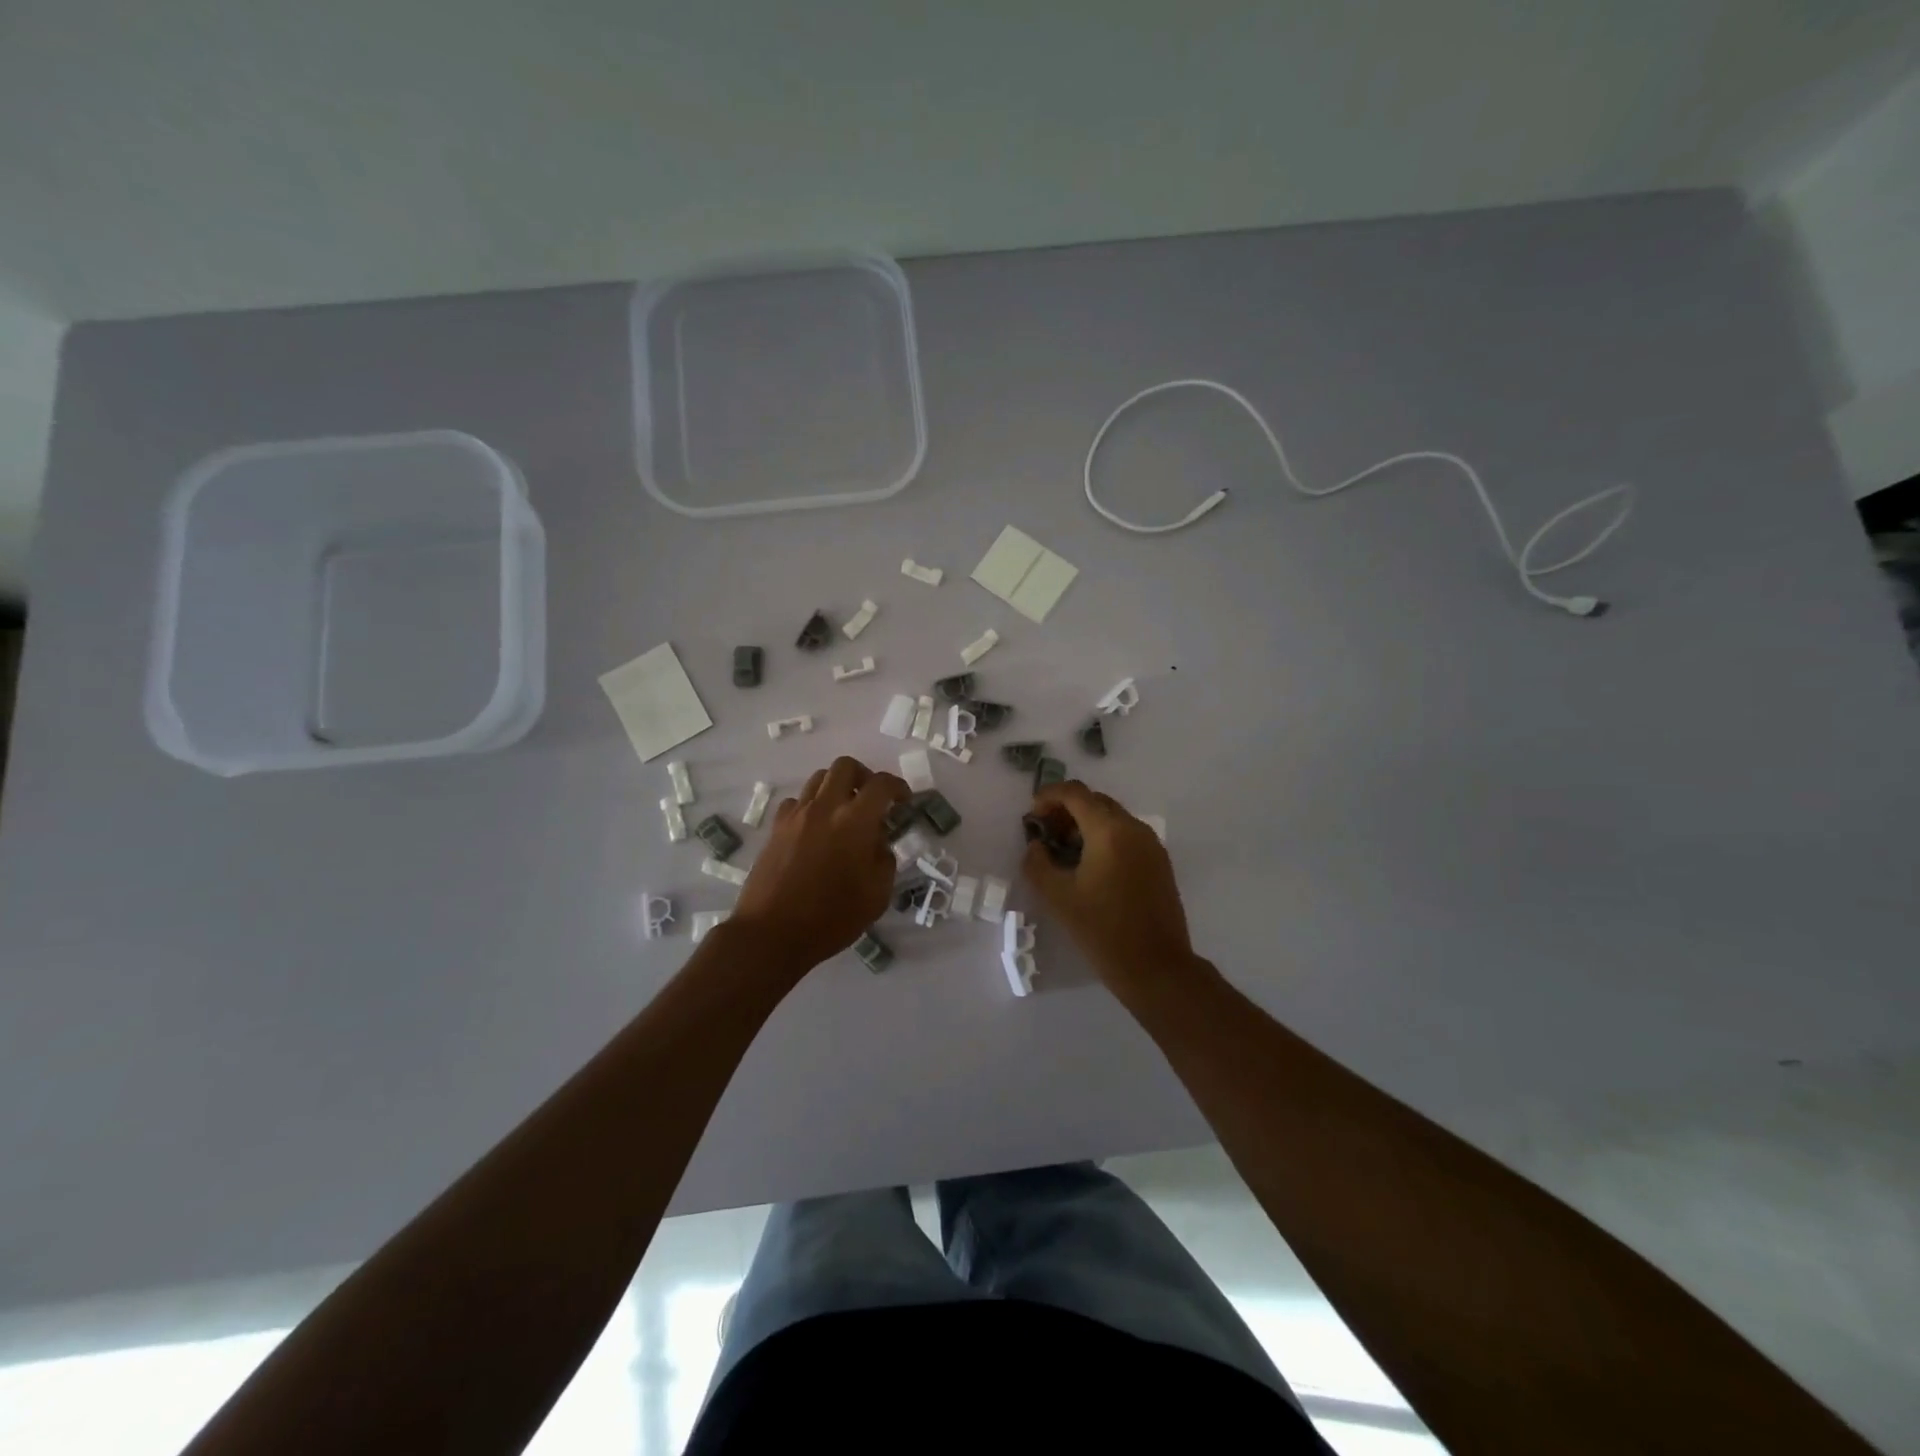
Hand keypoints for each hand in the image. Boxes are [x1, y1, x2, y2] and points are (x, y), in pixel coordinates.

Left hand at [732, 756, 907, 972]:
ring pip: (819, 779)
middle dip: (864, 776)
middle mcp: (825, 807)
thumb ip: (884, 860)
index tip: (904, 801)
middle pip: (845, 766)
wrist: (772, 933)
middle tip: (872, 799)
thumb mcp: (877, 895)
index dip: (898, 787)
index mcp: (855, 821)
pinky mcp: (776, 828)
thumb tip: (878, 842)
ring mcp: (796, 815)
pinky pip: (797, 801)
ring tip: (844, 812)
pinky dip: (812, 806)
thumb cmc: (831, 918)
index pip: (882, 784)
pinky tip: (816, 829)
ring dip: (837, 787)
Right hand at [1022, 781, 1195, 988]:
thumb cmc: (1103, 931)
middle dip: (1066, 810)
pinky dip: (1104, 838)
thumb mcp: (1058, 897)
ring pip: (1112, 817)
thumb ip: (1037, 863)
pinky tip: (1090, 866)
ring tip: (1065, 852)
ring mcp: (1151, 844)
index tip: (1032, 816)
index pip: (1075, 792)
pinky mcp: (1159, 862)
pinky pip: (1127, 835)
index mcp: (1109, 830)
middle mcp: (1134, 828)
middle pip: (1095, 801)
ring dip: (1085, 824)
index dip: (1048, 796)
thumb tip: (1036, 845)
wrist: (1156, 967)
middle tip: (1045, 835)